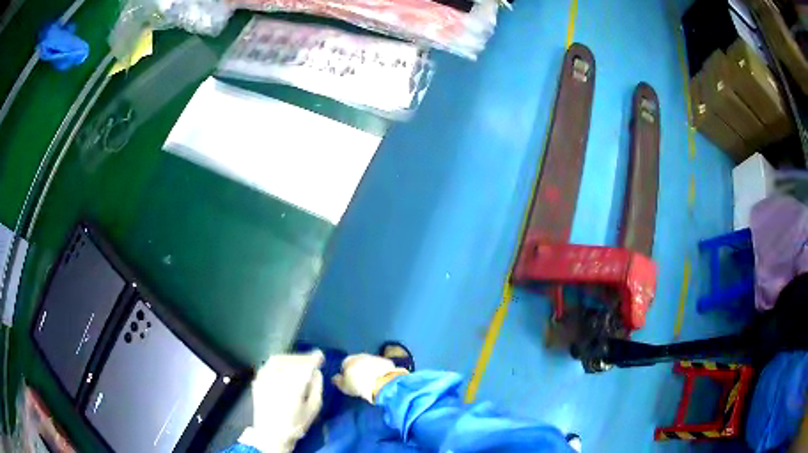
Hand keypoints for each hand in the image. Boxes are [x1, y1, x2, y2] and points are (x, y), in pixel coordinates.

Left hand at [240, 350, 323, 452]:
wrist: (271, 433)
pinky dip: (279, 363)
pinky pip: (269, 365)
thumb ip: (316, 388)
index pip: (305, 366)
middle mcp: (276, 378)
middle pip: (291, 361)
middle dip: (304, 358)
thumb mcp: (313, 408)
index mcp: (293, 386)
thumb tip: (316, 373)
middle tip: (312, 359)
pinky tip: (285, 368)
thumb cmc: (295, 423)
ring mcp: (264, 378)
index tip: (320, 356)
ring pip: (279, 360)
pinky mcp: (257, 380)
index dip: (314, 359)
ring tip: (300, 362)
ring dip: (291, 358)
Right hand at [332, 353, 406, 403]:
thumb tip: (336, 377)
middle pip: (357, 363)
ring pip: (370, 363)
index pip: (344, 365)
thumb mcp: (344, 386)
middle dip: (359, 370)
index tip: (350, 382)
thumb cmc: (358, 385)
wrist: (381, 383)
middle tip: (361, 382)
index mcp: (348, 359)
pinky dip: (380, 371)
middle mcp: (361, 355)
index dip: (347, 374)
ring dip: (370, 370)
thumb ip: (338, 381)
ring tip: (371, 382)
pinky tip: (381, 380)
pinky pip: (381, 367)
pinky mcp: (387, 362)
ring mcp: (375, 357)